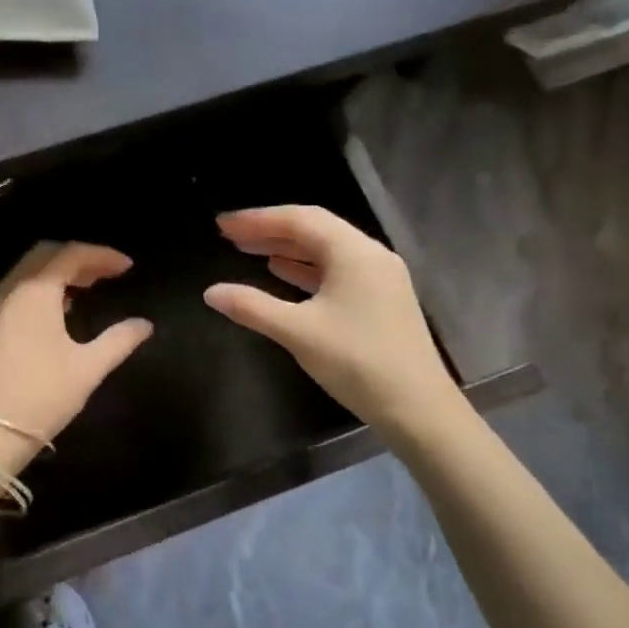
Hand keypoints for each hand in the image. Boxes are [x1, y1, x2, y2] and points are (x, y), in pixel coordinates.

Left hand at [0, 242, 152, 465]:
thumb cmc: (42, 396)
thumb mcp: (88, 368)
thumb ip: (119, 340)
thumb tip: (144, 324)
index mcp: (35, 292)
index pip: (70, 255)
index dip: (101, 255)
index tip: (127, 266)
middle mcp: (10, 290)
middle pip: (45, 255)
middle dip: (78, 258)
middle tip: (106, 273)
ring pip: (27, 272)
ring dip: (57, 272)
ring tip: (87, 287)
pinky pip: (16, 290)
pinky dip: (39, 287)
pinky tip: (58, 309)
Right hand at [203, 205, 459, 437]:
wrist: (418, 408)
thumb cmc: (357, 362)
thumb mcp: (297, 332)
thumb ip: (252, 307)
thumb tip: (210, 292)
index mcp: (354, 253)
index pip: (299, 220)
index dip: (257, 219)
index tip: (222, 224)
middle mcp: (370, 256)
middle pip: (313, 230)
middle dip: (269, 230)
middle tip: (229, 235)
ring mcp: (379, 278)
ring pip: (324, 251)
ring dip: (286, 249)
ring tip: (247, 250)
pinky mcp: (380, 301)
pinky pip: (335, 272)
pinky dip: (304, 269)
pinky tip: (281, 272)